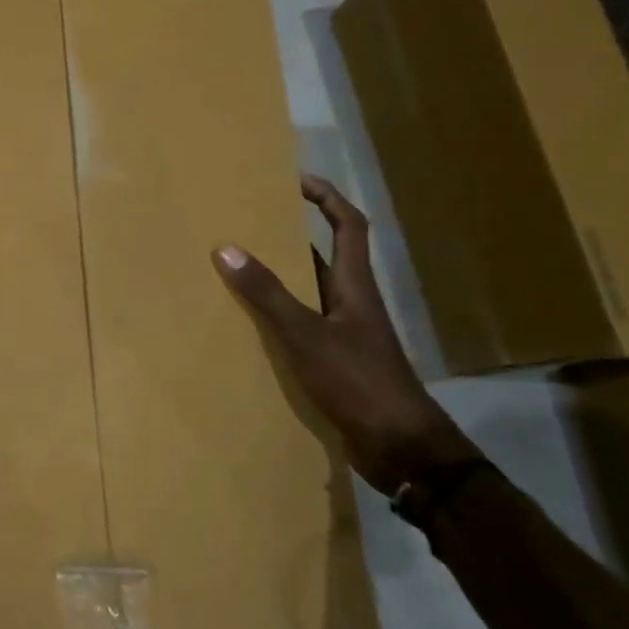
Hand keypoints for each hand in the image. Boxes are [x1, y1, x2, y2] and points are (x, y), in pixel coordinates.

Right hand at [211, 174, 475, 495]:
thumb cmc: (358, 381)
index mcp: (355, 286)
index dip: (326, 198)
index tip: (295, 179)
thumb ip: (267, 294)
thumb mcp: (306, 334)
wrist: (401, 448)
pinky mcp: (337, 363)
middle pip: (324, 257)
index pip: (348, 226)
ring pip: (310, 294)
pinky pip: (303, 326)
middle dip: (291, 236)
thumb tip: (227, 248)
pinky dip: (278, 317)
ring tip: (238, 267)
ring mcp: (346, 335)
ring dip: (280, 278)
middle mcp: (352, 303)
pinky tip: (250, 325)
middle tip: (249, 223)